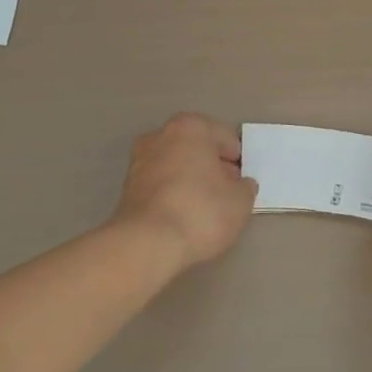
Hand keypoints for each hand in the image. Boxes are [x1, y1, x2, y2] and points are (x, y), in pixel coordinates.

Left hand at [114, 114, 257, 267]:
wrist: (146, 244)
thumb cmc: (200, 211)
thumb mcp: (240, 201)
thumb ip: (245, 187)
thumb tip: (240, 185)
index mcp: (190, 127)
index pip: (223, 137)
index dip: (236, 159)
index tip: (241, 180)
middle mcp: (161, 135)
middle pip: (196, 148)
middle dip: (211, 166)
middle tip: (226, 192)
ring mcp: (139, 161)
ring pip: (176, 166)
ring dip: (190, 180)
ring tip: (205, 208)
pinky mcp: (126, 188)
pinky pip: (160, 185)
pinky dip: (173, 195)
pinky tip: (184, 216)